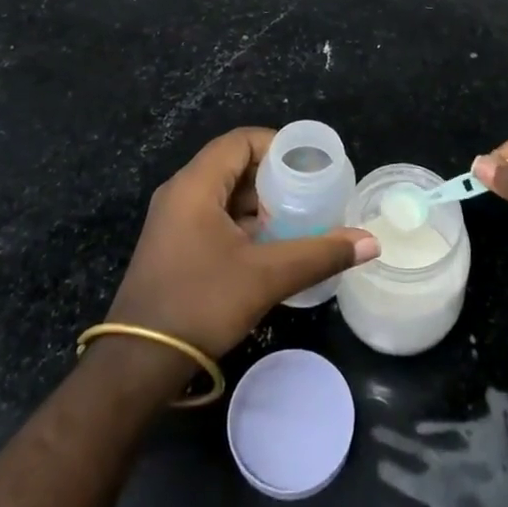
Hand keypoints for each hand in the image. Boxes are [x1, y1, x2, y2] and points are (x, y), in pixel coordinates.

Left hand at [107, 127, 379, 358]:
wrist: (137, 366)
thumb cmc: (200, 304)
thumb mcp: (265, 276)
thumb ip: (319, 253)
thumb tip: (370, 242)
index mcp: (195, 184)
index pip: (241, 140)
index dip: (278, 145)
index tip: (310, 165)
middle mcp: (180, 193)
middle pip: (232, 164)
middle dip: (272, 176)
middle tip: (310, 193)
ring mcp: (172, 221)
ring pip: (223, 194)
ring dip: (258, 203)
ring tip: (296, 219)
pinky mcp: (172, 247)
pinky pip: (212, 217)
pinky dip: (242, 223)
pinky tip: (268, 247)